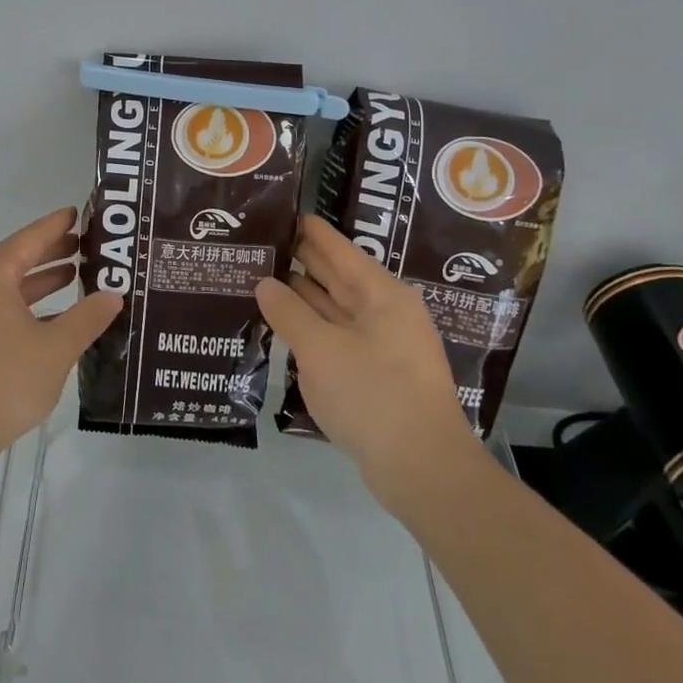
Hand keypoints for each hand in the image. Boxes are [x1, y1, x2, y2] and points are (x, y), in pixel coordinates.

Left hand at [0, 208, 121, 472]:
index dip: (56, 225)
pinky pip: (0, 307)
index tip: (79, 212)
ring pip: (8, 285)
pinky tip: (54, 317)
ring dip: (41, 280)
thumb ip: (87, 317)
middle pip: (17, 258)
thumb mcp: (56, 348)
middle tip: (87, 244)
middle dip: (52, 251)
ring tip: (76, 274)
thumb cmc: (4, 380)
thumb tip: (113, 295)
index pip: (29, 238)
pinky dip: (27, 305)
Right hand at [257, 216, 481, 505]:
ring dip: (301, 297)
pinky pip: (337, 338)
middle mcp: (385, 312)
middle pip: (336, 276)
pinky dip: (311, 329)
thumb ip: (289, 313)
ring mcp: (382, 344)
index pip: (337, 248)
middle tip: (258, 245)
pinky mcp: (376, 374)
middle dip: (299, 261)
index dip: (306, 230)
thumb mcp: (321, 350)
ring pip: (334, 309)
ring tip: (259, 280)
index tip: (275, 212)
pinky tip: (282, 327)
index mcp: (381, 294)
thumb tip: (265, 284)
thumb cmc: (374, 396)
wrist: (424, 470)